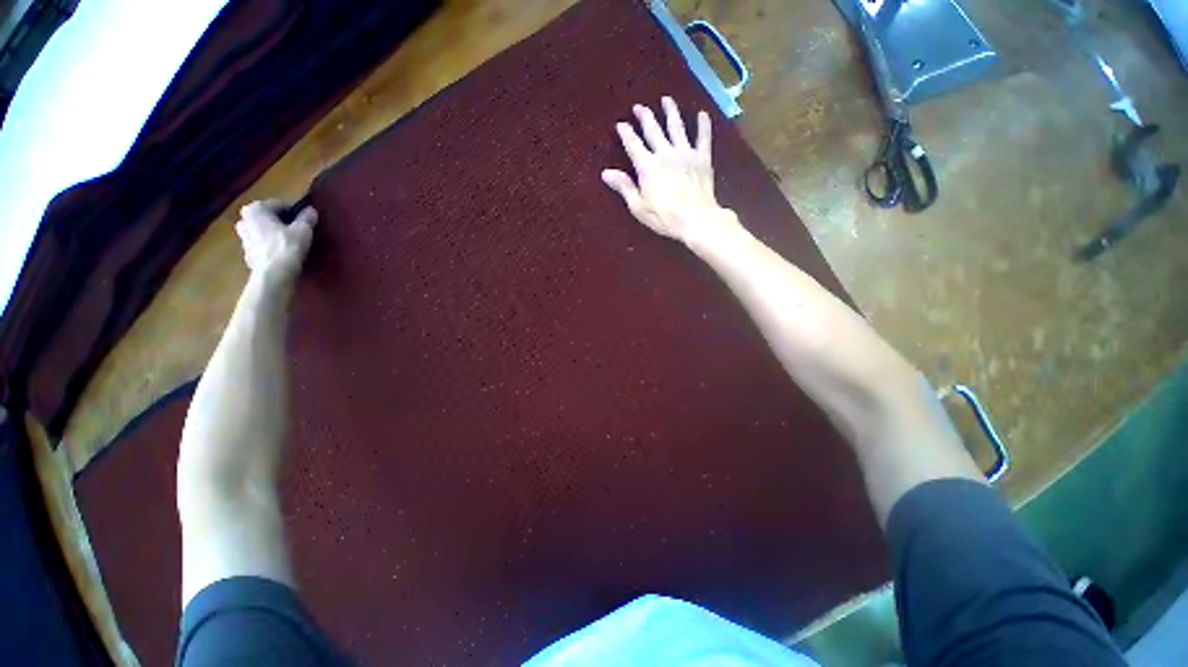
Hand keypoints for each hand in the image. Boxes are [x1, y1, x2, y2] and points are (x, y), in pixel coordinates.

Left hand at [235, 200, 316, 282]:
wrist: (274, 274)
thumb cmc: (287, 247)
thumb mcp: (303, 230)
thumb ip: (307, 217)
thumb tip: (310, 210)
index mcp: (255, 209)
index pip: (279, 204)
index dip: (294, 211)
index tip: (305, 220)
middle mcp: (244, 219)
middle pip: (267, 217)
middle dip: (279, 221)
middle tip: (296, 230)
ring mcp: (242, 237)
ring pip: (261, 230)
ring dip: (273, 233)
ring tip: (289, 242)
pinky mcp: (247, 253)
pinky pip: (261, 244)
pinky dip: (270, 246)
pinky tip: (282, 253)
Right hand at [602, 97, 737, 245]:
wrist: (696, 219)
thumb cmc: (664, 218)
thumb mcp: (639, 207)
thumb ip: (624, 187)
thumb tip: (606, 173)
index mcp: (647, 166)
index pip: (633, 144)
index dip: (626, 133)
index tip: (621, 124)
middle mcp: (665, 153)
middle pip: (653, 130)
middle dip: (645, 117)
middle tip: (639, 106)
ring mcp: (685, 153)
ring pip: (676, 127)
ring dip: (670, 112)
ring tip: (666, 100)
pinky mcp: (702, 158)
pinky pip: (703, 137)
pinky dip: (703, 124)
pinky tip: (702, 114)